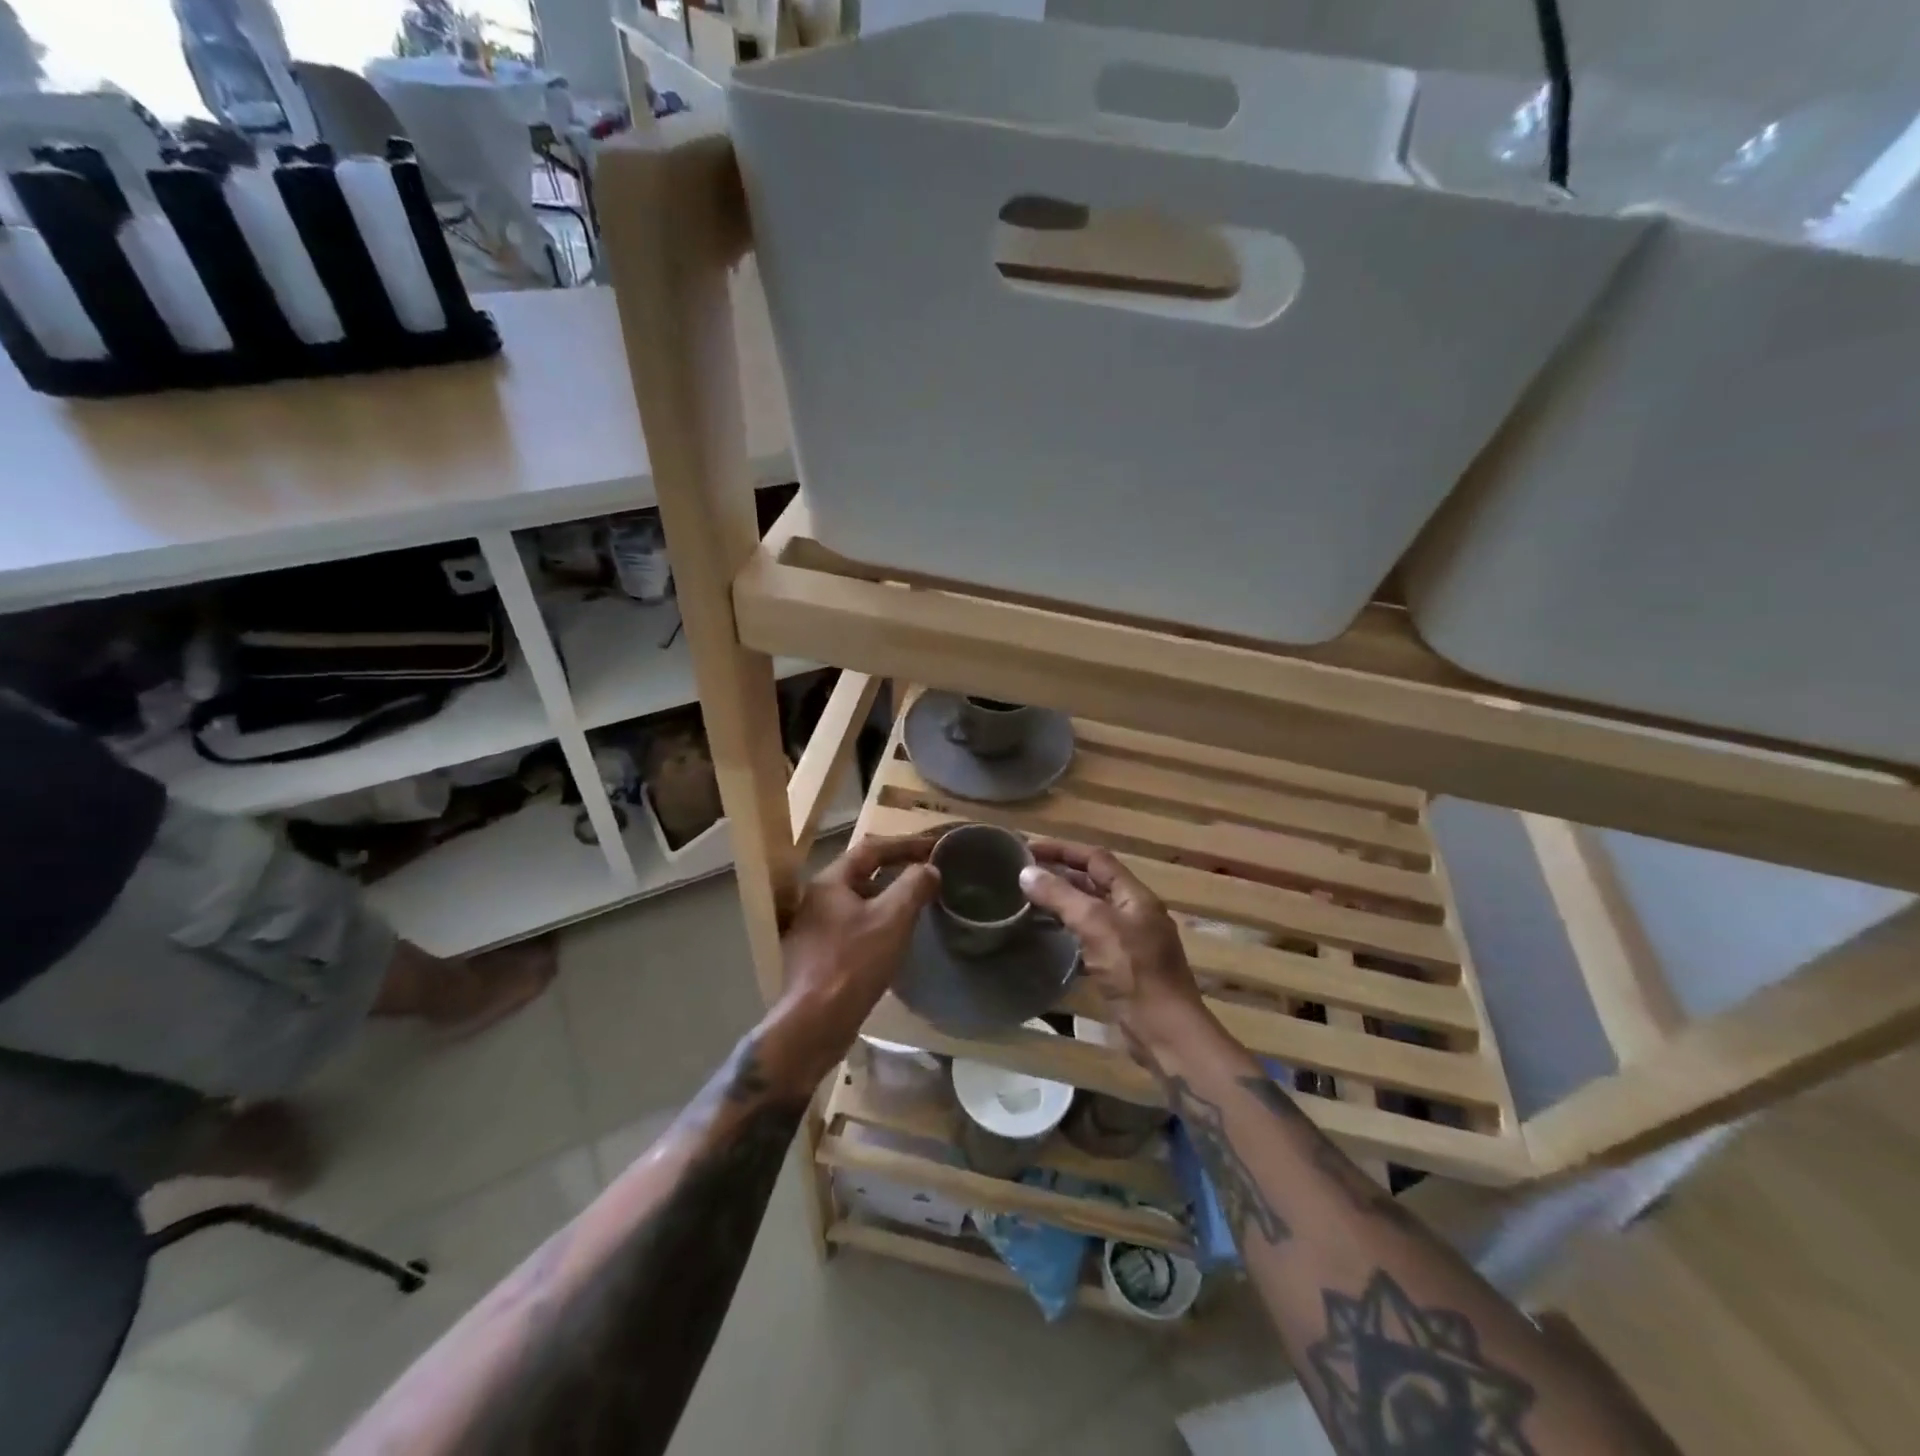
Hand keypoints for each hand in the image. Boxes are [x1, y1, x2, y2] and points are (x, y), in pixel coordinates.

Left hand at [761, 834, 940, 1091]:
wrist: (815, 1023)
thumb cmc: (854, 963)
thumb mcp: (892, 919)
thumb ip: (913, 887)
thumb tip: (929, 869)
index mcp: (829, 883)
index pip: (870, 849)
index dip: (905, 844)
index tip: (934, 846)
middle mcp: (817, 900)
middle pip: (861, 874)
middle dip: (896, 869)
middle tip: (927, 871)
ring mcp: (815, 929)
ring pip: (858, 902)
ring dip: (888, 897)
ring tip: (917, 902)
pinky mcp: (819, 956)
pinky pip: (854, 927)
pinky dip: (878, 922)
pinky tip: (895, 937)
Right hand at [1018, 840, 1209, 1063]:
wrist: (1165, 1033)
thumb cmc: (1134, 972)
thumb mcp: (1095, 925)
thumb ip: (1061, 896)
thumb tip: (1026, 872)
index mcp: (1135, 896)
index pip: (1096, 859)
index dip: (1063, 849)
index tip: (1029, 848)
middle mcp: (1135, 913)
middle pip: (1094, 883)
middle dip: (1061, 874)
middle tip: (1024, 874)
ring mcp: (1130, 942)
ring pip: (1091, 911)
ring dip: (1063, 902)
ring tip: (1028, 899)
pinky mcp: (1122, 968)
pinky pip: (1090, 937)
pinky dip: (1068, 930)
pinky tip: (1047, 936)